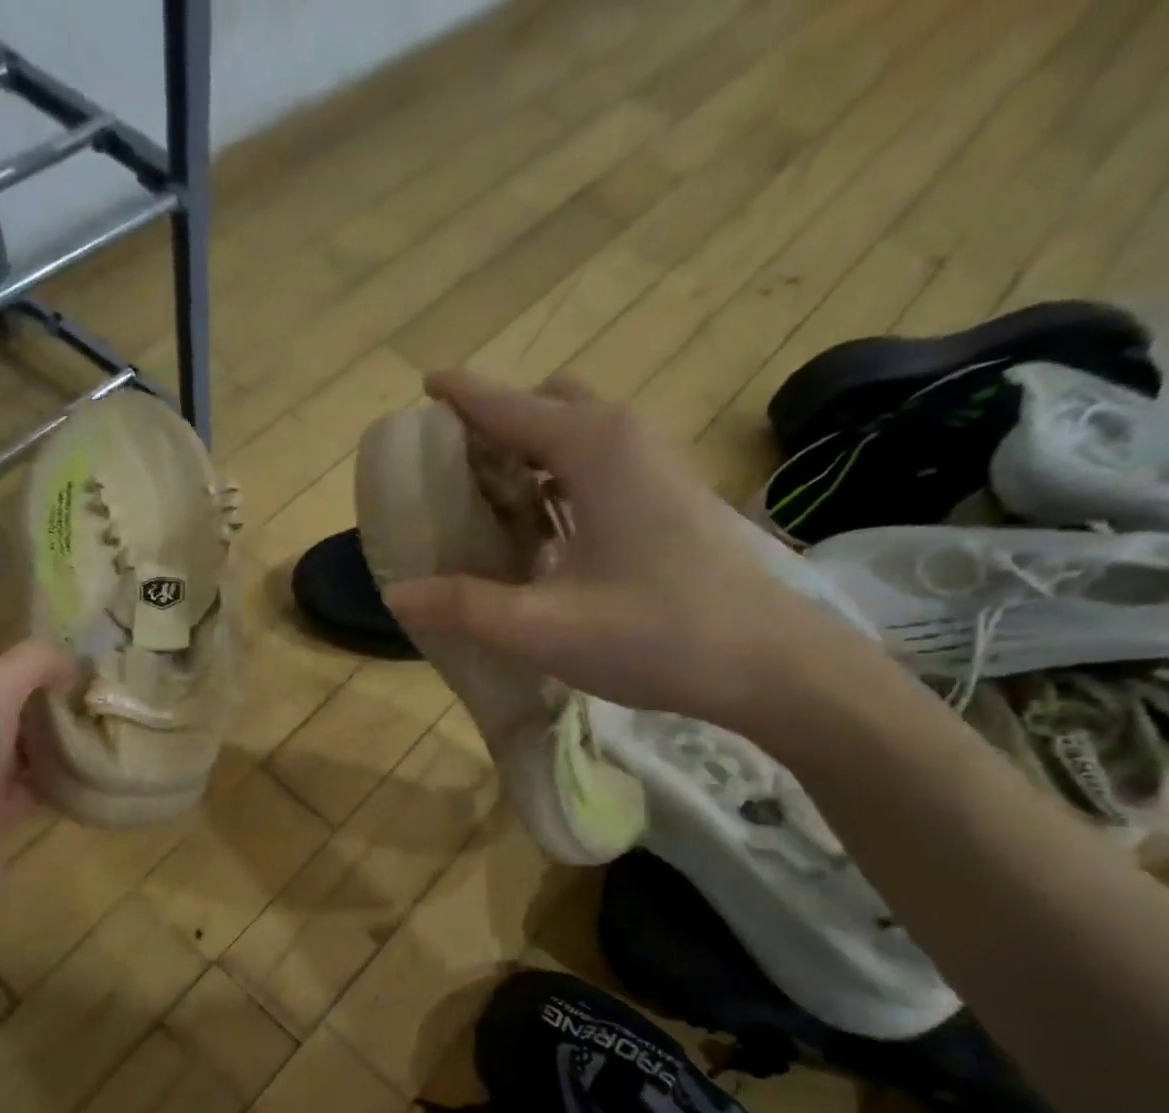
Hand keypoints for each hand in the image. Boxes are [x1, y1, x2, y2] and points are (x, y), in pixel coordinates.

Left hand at [0, 642, 75, 975]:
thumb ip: (31, 664)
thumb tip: (71, 662)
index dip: (26, 665)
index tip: (74, 674)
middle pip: (3, 707)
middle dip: (46, 705)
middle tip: (94, 706)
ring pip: (17, 749)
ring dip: (54, 745)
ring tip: (101, 737)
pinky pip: (26, 789)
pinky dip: (54, 783)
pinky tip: (90, 779)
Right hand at [383, 371, 857, 735]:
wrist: (771, 664)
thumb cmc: (658, 635)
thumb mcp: (545, 627)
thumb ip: (466, 607)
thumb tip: (397, 596)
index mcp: (591, 448)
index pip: (506, 403)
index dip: (458, 395)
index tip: (419, 391)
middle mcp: (624, 437)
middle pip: (545, 403)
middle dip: (495, 422)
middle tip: (451, 467)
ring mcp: (654, 464)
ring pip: (575, 432)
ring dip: (528, 451)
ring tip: (483, 498)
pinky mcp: (667, 496)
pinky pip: (597, 463)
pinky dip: (557, 477)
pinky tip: (539, 531)